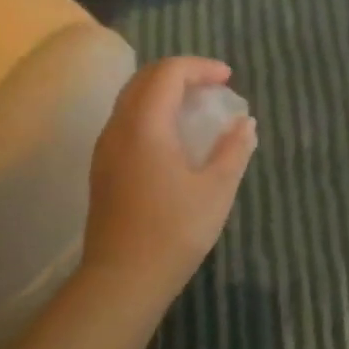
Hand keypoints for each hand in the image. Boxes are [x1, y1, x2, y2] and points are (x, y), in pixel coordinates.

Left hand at [81, 57, 256, 302]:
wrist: (122, 280)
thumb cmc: (174, 231)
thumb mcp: (217, 189)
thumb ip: (234, 149)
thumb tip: (246, 123)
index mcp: (145, 125)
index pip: (168, 73)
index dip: (201, 67)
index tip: (229, 80)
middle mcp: (119, 128)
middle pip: (145, 78)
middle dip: (181, 74)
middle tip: (214, 87)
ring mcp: (105, 148)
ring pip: (132, 99)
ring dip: (165, 92)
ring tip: (197, 108)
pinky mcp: (103, 168)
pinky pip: (127, 120)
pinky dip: (153, 112)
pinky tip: (175, 137)